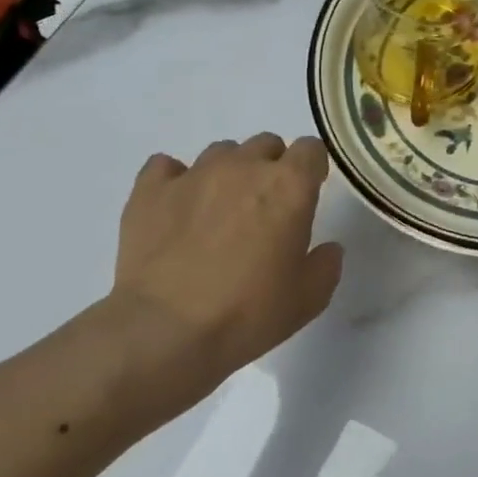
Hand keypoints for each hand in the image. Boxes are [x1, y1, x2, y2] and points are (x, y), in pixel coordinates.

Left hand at [110, 134, 343, 392]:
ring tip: (219, 210)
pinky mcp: (150, 191)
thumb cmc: (248, 313)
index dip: (312, 168)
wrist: (165, 332)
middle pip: (266, 144)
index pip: (311, 149)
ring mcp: (194, 174)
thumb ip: (325, 265)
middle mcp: (244, 167)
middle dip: (271, 167)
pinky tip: (176, 207)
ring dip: (228, 172)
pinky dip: (175, 180)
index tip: (309, 191)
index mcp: (289, 186)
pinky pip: (166, 167)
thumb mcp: (308, 299)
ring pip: (220, 152)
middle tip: (265, 206)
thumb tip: (327, 248)